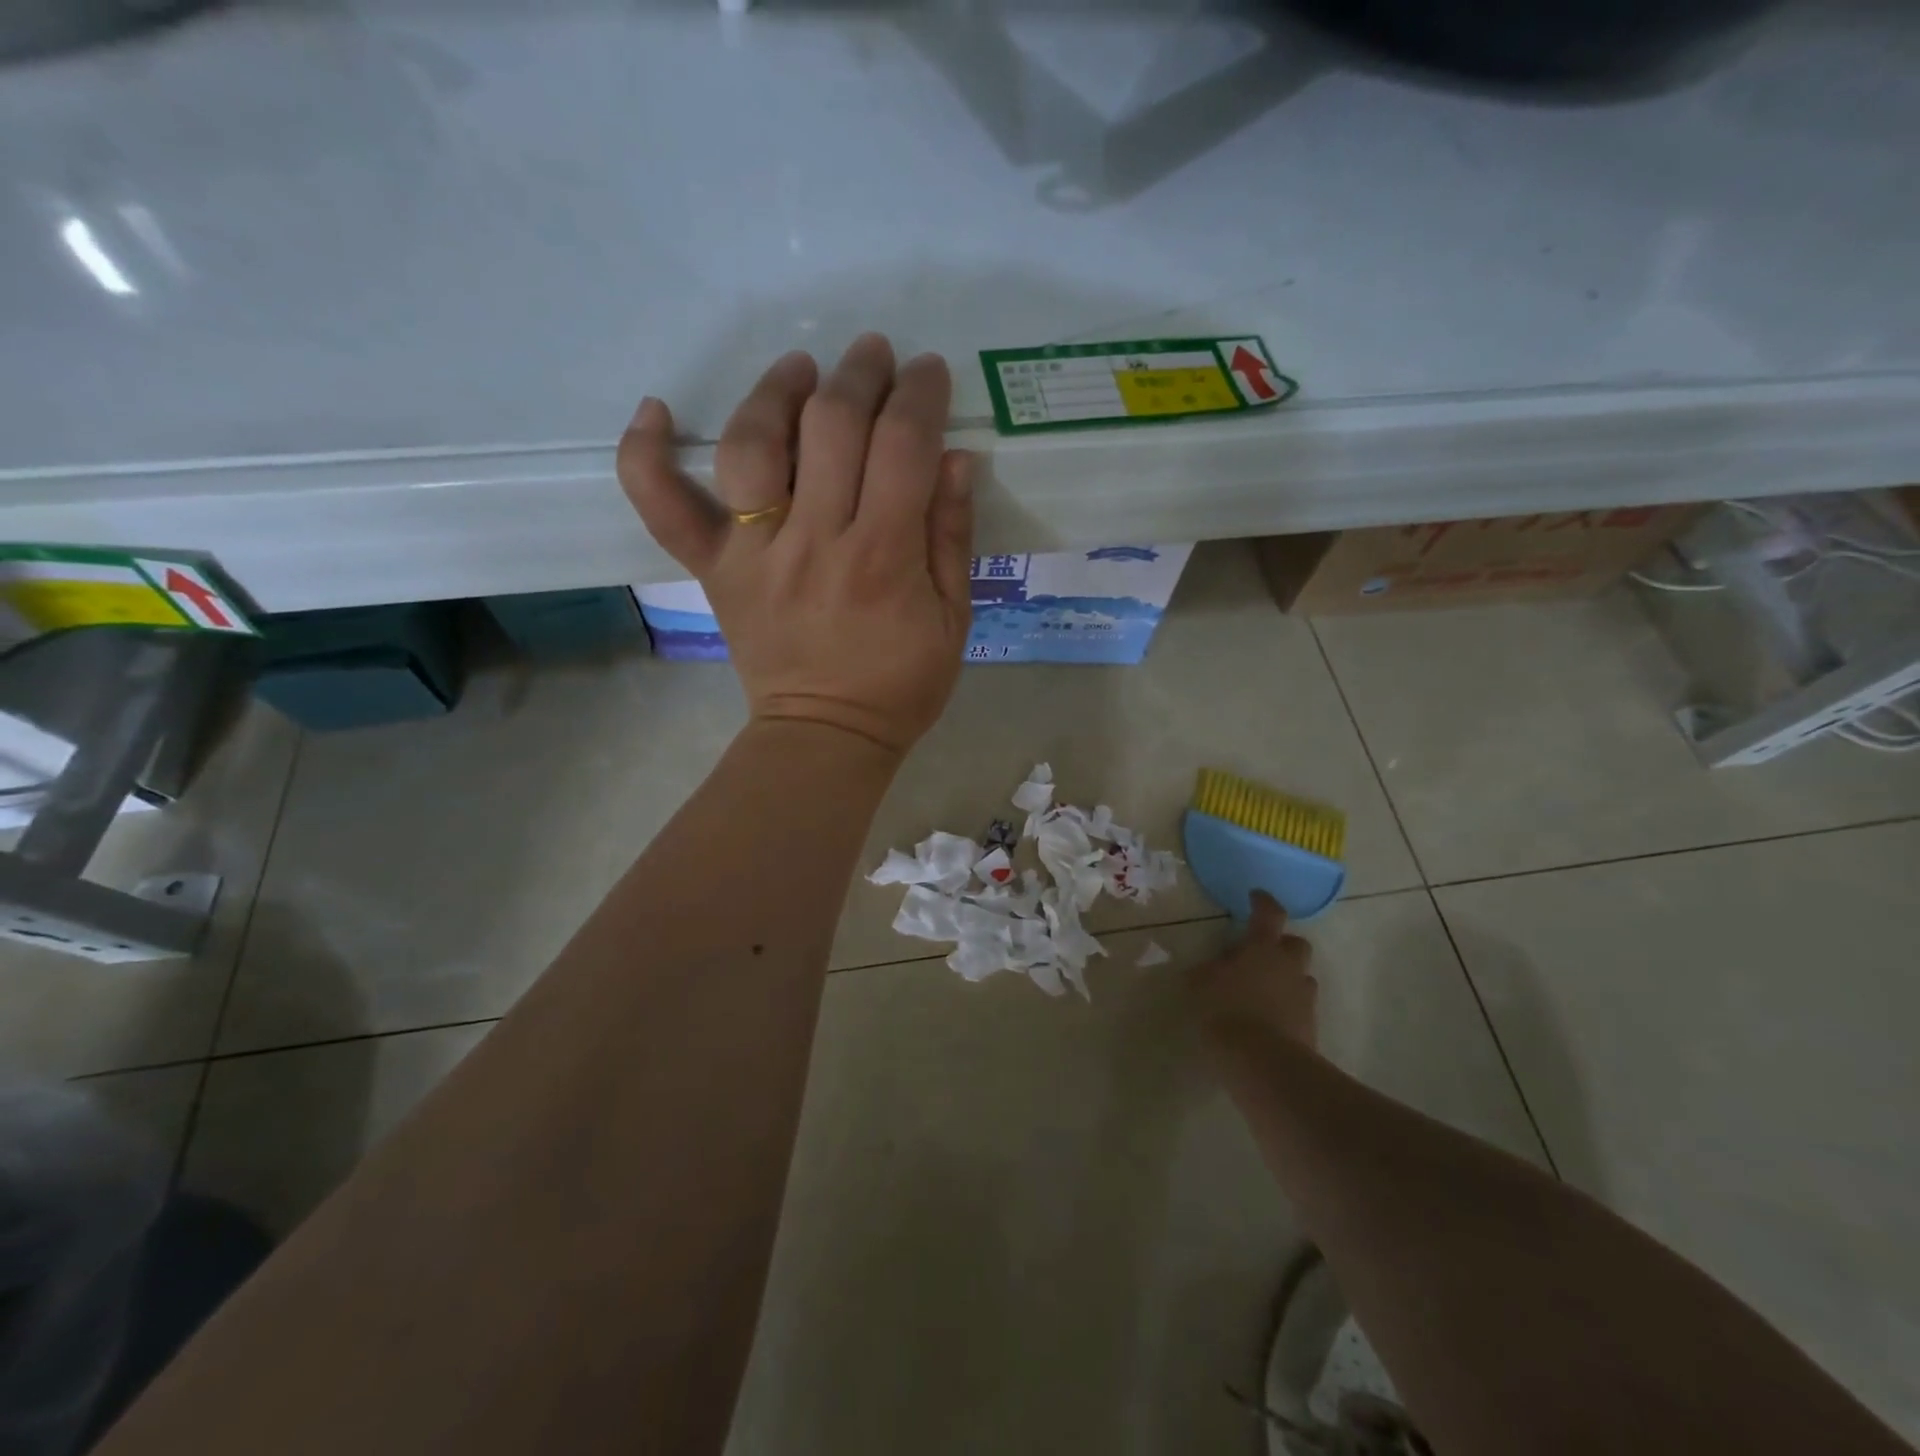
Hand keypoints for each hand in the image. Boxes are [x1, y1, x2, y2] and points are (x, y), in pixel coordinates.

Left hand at [618, 334, 974, 757]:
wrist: (826, 736)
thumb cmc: (900, 683)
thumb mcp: (953, 619)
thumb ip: (952, 537)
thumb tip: (954, 458)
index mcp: (884, 557)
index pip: (903, 446)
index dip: (919, 396)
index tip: (928, 373)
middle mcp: (816, 542)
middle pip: (831, 428)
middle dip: (858, 376)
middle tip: (873, 356)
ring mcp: (755, 555)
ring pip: (752, 447)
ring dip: (775, 392)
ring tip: (798, 371)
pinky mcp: (715, 572)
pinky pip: (665, 509)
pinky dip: (647, 457)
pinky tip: (655, 412)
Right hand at [1188, 891, 1318, 1052]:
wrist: (1264, 1063)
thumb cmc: (1226, 1012)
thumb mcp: (1200, 986)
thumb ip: (1207, 971)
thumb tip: (1210, 966)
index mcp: (1262, 949)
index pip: (1269, 914)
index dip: (1263, 902)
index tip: (1255, 896)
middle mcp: (1288, 966)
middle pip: (1296, 944)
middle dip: (1282, 945)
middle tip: (1261, 954)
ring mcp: (1304, 997)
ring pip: (1300, 977)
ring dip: (1286, 979)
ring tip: (1262, 992)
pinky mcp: (1310, 1026)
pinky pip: (1300, 1007)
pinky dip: (1287, 1008)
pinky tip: (1267, 1020)